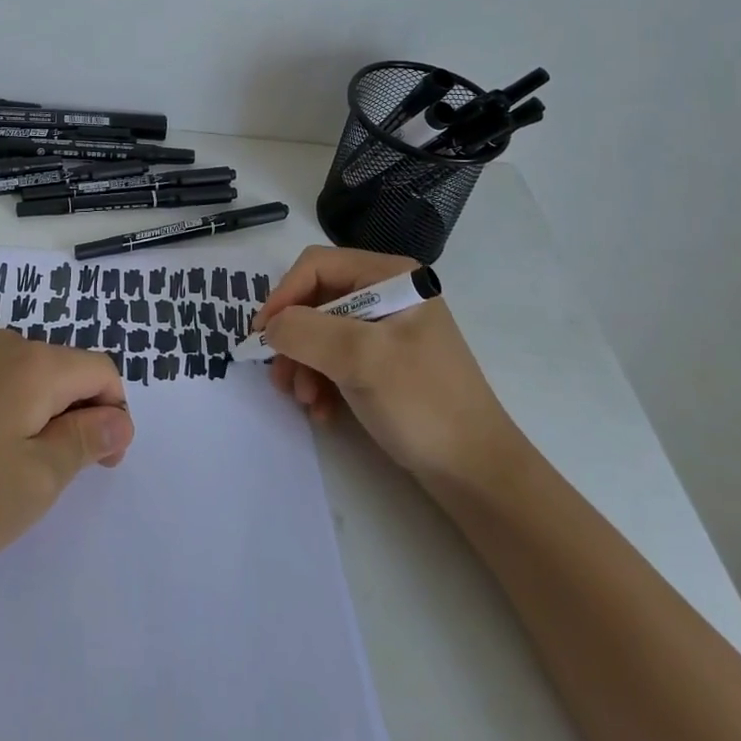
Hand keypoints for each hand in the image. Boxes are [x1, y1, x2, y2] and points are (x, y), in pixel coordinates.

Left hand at [0, 331, 134, 582]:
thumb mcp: (35, 481)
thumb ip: (85, 442)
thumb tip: (118, 418)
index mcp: (34, 364)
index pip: (100, 370)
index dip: (113, 414)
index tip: (101, 463)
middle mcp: (0, 344)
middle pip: (61, 370)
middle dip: (72, 415)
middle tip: (51, 476)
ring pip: (22, 375)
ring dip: (33, 414)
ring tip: (5, 469)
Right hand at [255, 246, 521, 487]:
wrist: (478, 473)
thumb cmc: (423, 403)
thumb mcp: (360, 358)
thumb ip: (305, 331)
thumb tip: (269, 327)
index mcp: (390, 276)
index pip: (317, 266)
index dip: (283, 296)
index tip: (261, 335)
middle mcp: (387, 293)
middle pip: (316, 300)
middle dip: (294, 339)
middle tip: (280, 376)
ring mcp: (387, 328)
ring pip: (322, 332)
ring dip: (304, 365)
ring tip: (304, 400)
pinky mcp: (385, 361)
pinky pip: (337, 358)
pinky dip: (322, 381)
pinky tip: (322, 410)